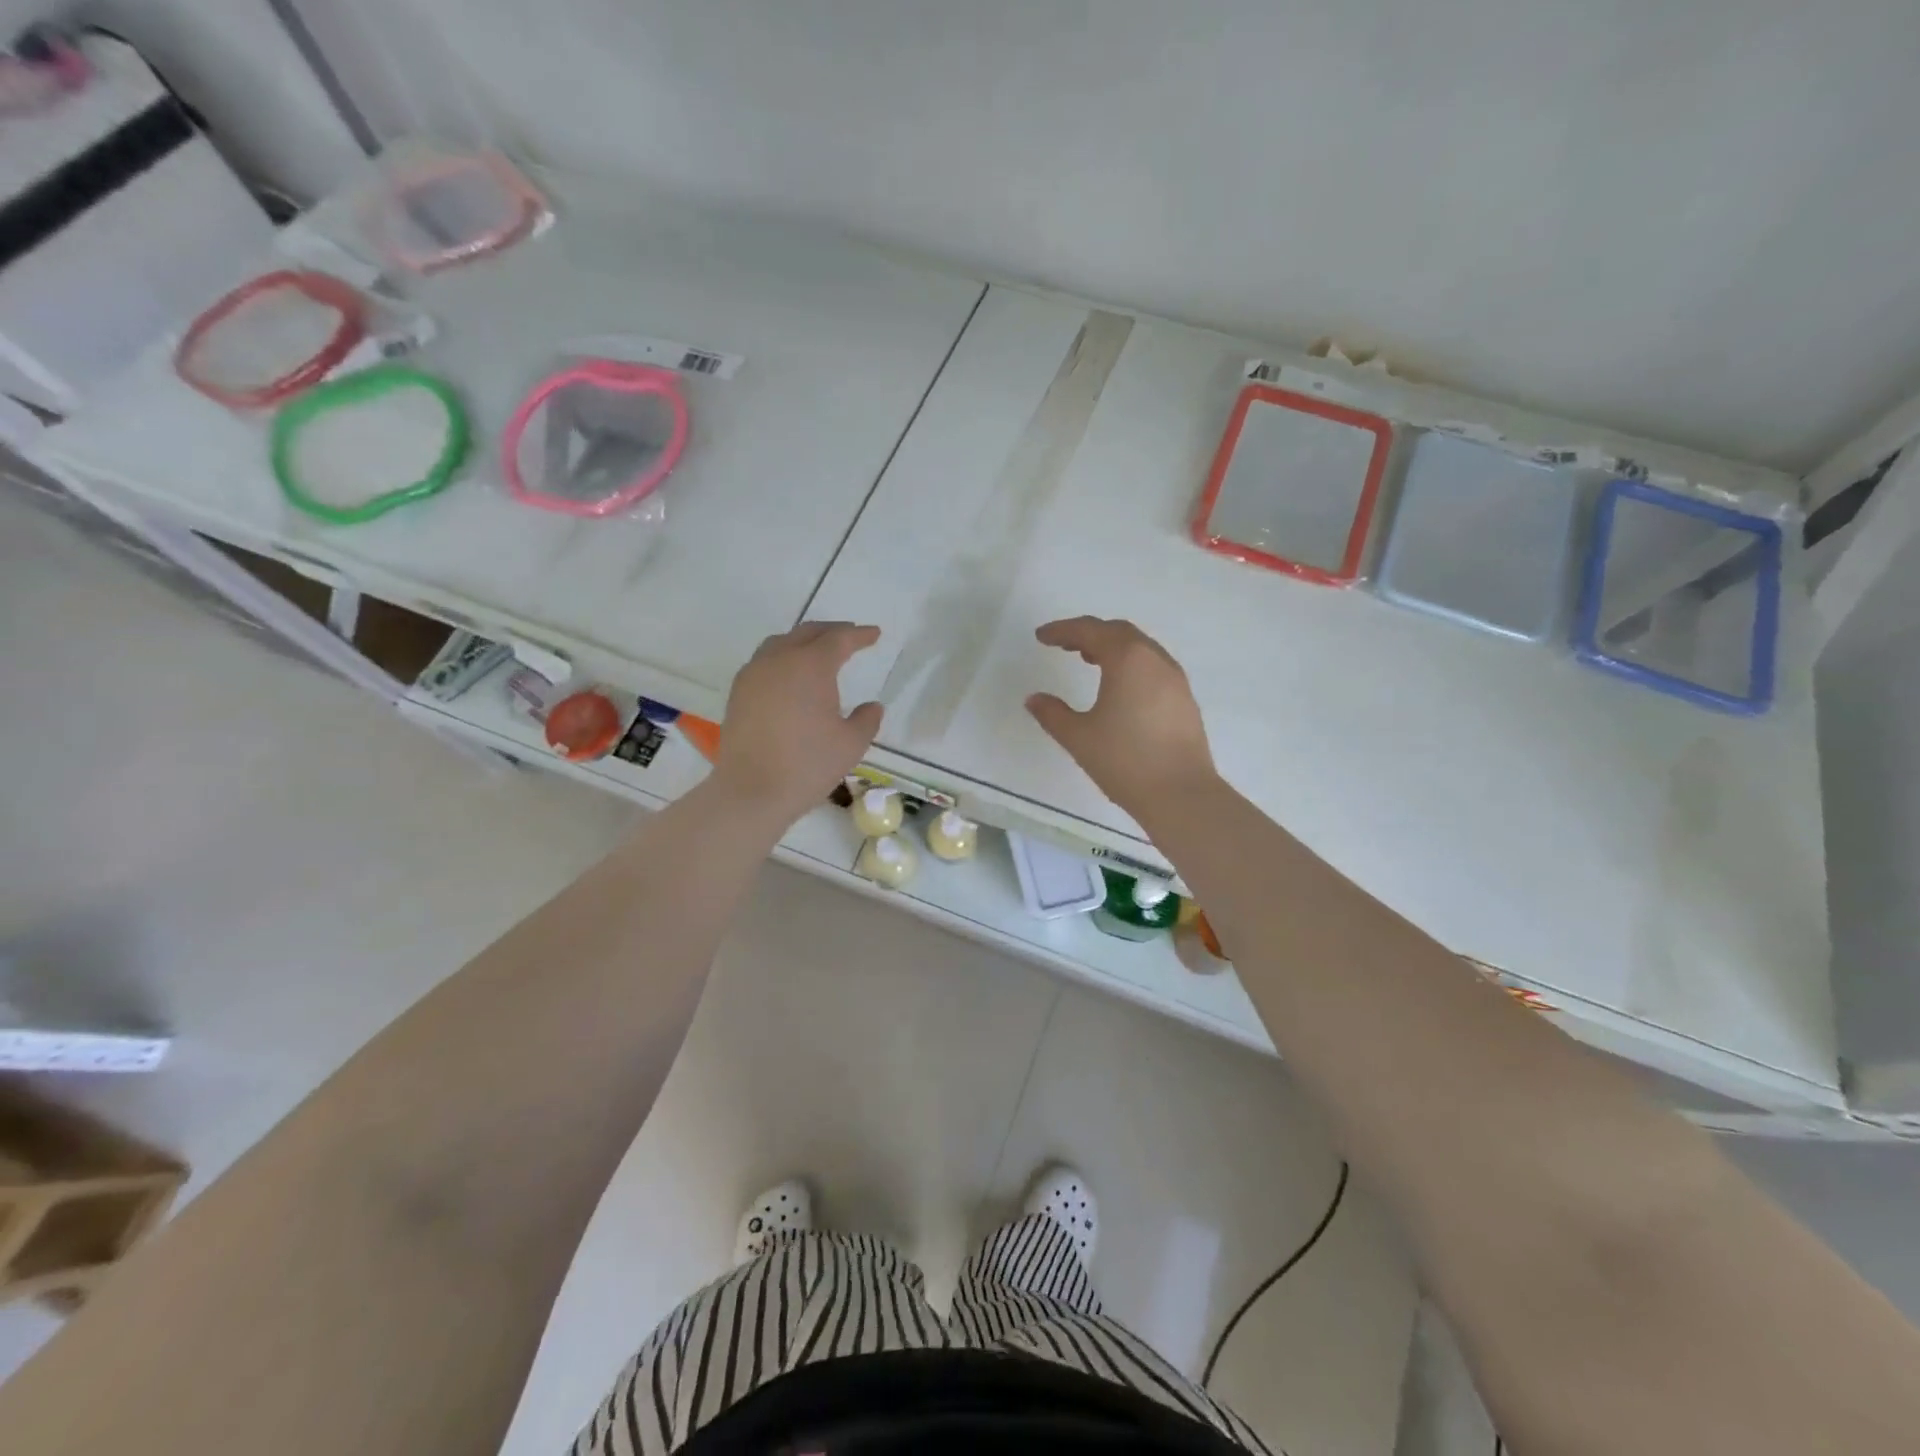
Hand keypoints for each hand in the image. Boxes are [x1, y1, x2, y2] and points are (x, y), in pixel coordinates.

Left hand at [714, 622, 884, 824]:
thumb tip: (872, 706)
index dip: (859, 635)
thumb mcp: (851, 744)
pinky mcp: (738, 693)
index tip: (874, 634)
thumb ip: (866, 720)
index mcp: (810, 666)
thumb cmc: (808, 765)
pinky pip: (764, 662)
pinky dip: (783, 658)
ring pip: (780, 643)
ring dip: (803, 641)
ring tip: (819, 651)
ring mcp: (753, 675)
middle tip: (850, 636)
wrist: (751, 792)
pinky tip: (790, 676)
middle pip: (807, 633)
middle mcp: (779, 660)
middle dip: (832, 632)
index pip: (839, 639)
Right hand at [1027, 616, 1216, 813]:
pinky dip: (1131, 664)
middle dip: (1089, 633)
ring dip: (1112, 647)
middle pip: (1118, 632)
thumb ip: (1052, 714)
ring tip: (1089, 660)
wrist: (1181, 794)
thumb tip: (1034, 699)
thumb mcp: (1079, 737)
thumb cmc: (1124, 760)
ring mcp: (1175, 678)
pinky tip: (1120, 687)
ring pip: (1140, 648)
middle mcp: (1154, 659)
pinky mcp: (1185, 699)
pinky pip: (1153, 666)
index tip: (1042, 636)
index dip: (1063, 630)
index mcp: (1127, 659)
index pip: (1090, 631)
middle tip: (1064, 645)